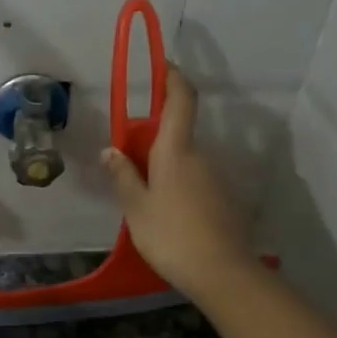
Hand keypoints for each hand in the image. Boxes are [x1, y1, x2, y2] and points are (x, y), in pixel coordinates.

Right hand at [100, 66, 254, 305]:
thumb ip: (123, 176)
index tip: (161, 65)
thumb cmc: (171, 235)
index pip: (180, 100)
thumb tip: (111, 151)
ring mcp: (217, 178)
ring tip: (144, 201)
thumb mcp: (135, 207)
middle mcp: (201, 156)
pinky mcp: (225, 199)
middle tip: (128, 166)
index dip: (172, 78)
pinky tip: (168, 217)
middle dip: (153, 141)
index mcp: (176, 151)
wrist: (222, 272)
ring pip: (186, 162)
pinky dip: (179, 187)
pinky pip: (196, 182)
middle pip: (177, 135)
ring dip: (165, 169)